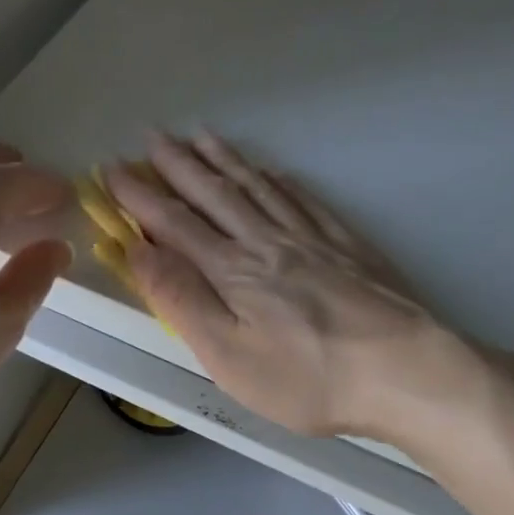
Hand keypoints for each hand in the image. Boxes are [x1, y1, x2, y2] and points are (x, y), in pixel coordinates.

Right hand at [106, 131, 442, 438]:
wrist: (401, 369)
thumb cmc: (305, 378)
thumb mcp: (227, 354)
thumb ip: (181, 299)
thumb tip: (138, 250)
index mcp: (231, 271)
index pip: (175, 224)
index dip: (140, 197)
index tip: (112, 171)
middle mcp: (267, 242)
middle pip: (215, 195)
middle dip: (178, 166)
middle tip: (152, 137)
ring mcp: (311, 239)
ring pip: (258, 188)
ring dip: (224, 161)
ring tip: (201, 137)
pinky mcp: (346, 246)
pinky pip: (303, 199)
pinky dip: (278, 180)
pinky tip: (272, 171)